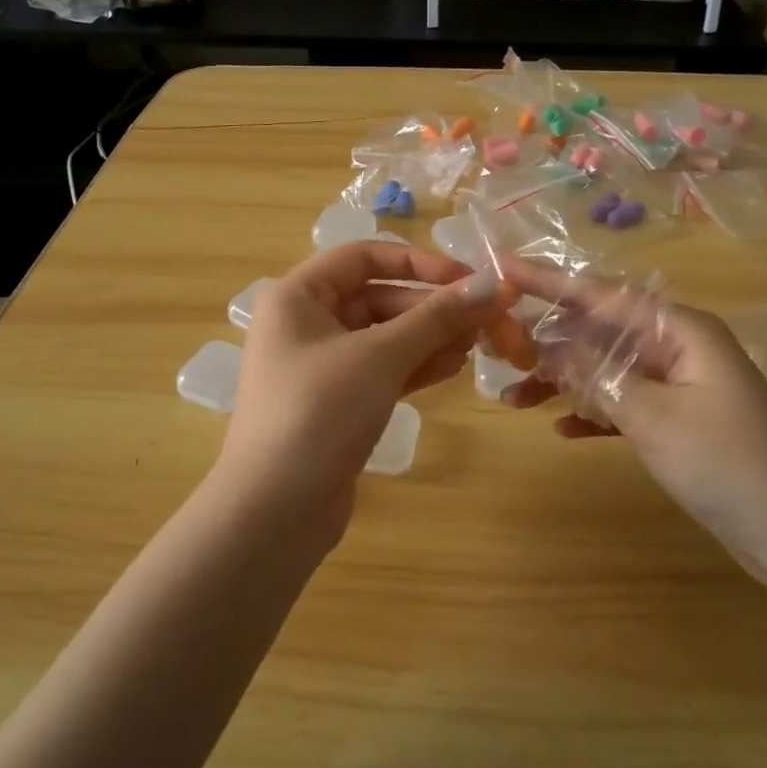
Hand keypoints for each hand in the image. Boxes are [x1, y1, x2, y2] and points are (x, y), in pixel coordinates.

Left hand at [215, 242, 513, 538]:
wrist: (275, 511)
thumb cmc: (319, 411)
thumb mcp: (380, 356)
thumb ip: (436, 317)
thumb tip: (491, 285)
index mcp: (298, 295)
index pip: (364, 256)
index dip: (418, 262)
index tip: (468, 280)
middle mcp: (307, 322)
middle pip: (380, 297)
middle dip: (433, 309)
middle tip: (487, 322)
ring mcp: (322, 365)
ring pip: (386, 336)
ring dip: (431, 338)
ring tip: (476, 348)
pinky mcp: (338, 402)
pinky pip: (383, 370)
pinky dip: (416, 366)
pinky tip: (452, 369)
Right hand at [498, 266, 766, 589]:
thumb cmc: (731, 466)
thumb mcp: (656, 416)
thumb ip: (599, 375)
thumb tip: (550, 344)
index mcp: (680, 331)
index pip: (602, 295)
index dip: (549, 282)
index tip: (503, 270)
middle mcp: (676, 348)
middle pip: (599, 331)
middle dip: (548, 339)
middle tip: (496, 347)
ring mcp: (676, 386)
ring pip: (605, 370)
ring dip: (563, 382)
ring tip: (513, 396)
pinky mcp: (676, 421)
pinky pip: (621, 404)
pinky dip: (591, 413)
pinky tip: (559, 428)